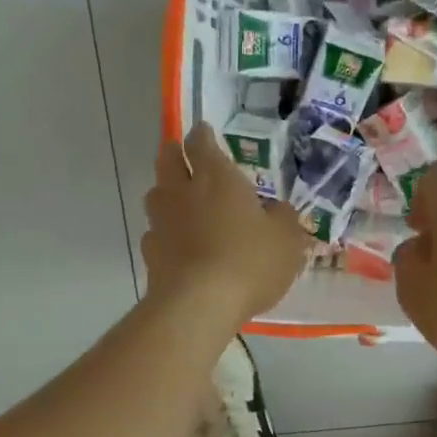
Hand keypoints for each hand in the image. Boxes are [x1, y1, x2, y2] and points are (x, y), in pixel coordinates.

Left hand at [143, 123, 309, 323]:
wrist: (198, 304)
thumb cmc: (249, 261)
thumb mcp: (286, 240)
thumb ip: (284, 220)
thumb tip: (279, 210)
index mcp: (217, 178)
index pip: (201, 143)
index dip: (202, 135)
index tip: (204, 132)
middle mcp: (183, 192)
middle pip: (168, 160)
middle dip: (174, 153)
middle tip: (183, 155)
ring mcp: (161, 222)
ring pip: (156, 195)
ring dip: (166, 192)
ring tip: (179, 201)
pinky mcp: (150, 254)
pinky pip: (155, 233)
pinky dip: (164, 233)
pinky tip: (176, 244)